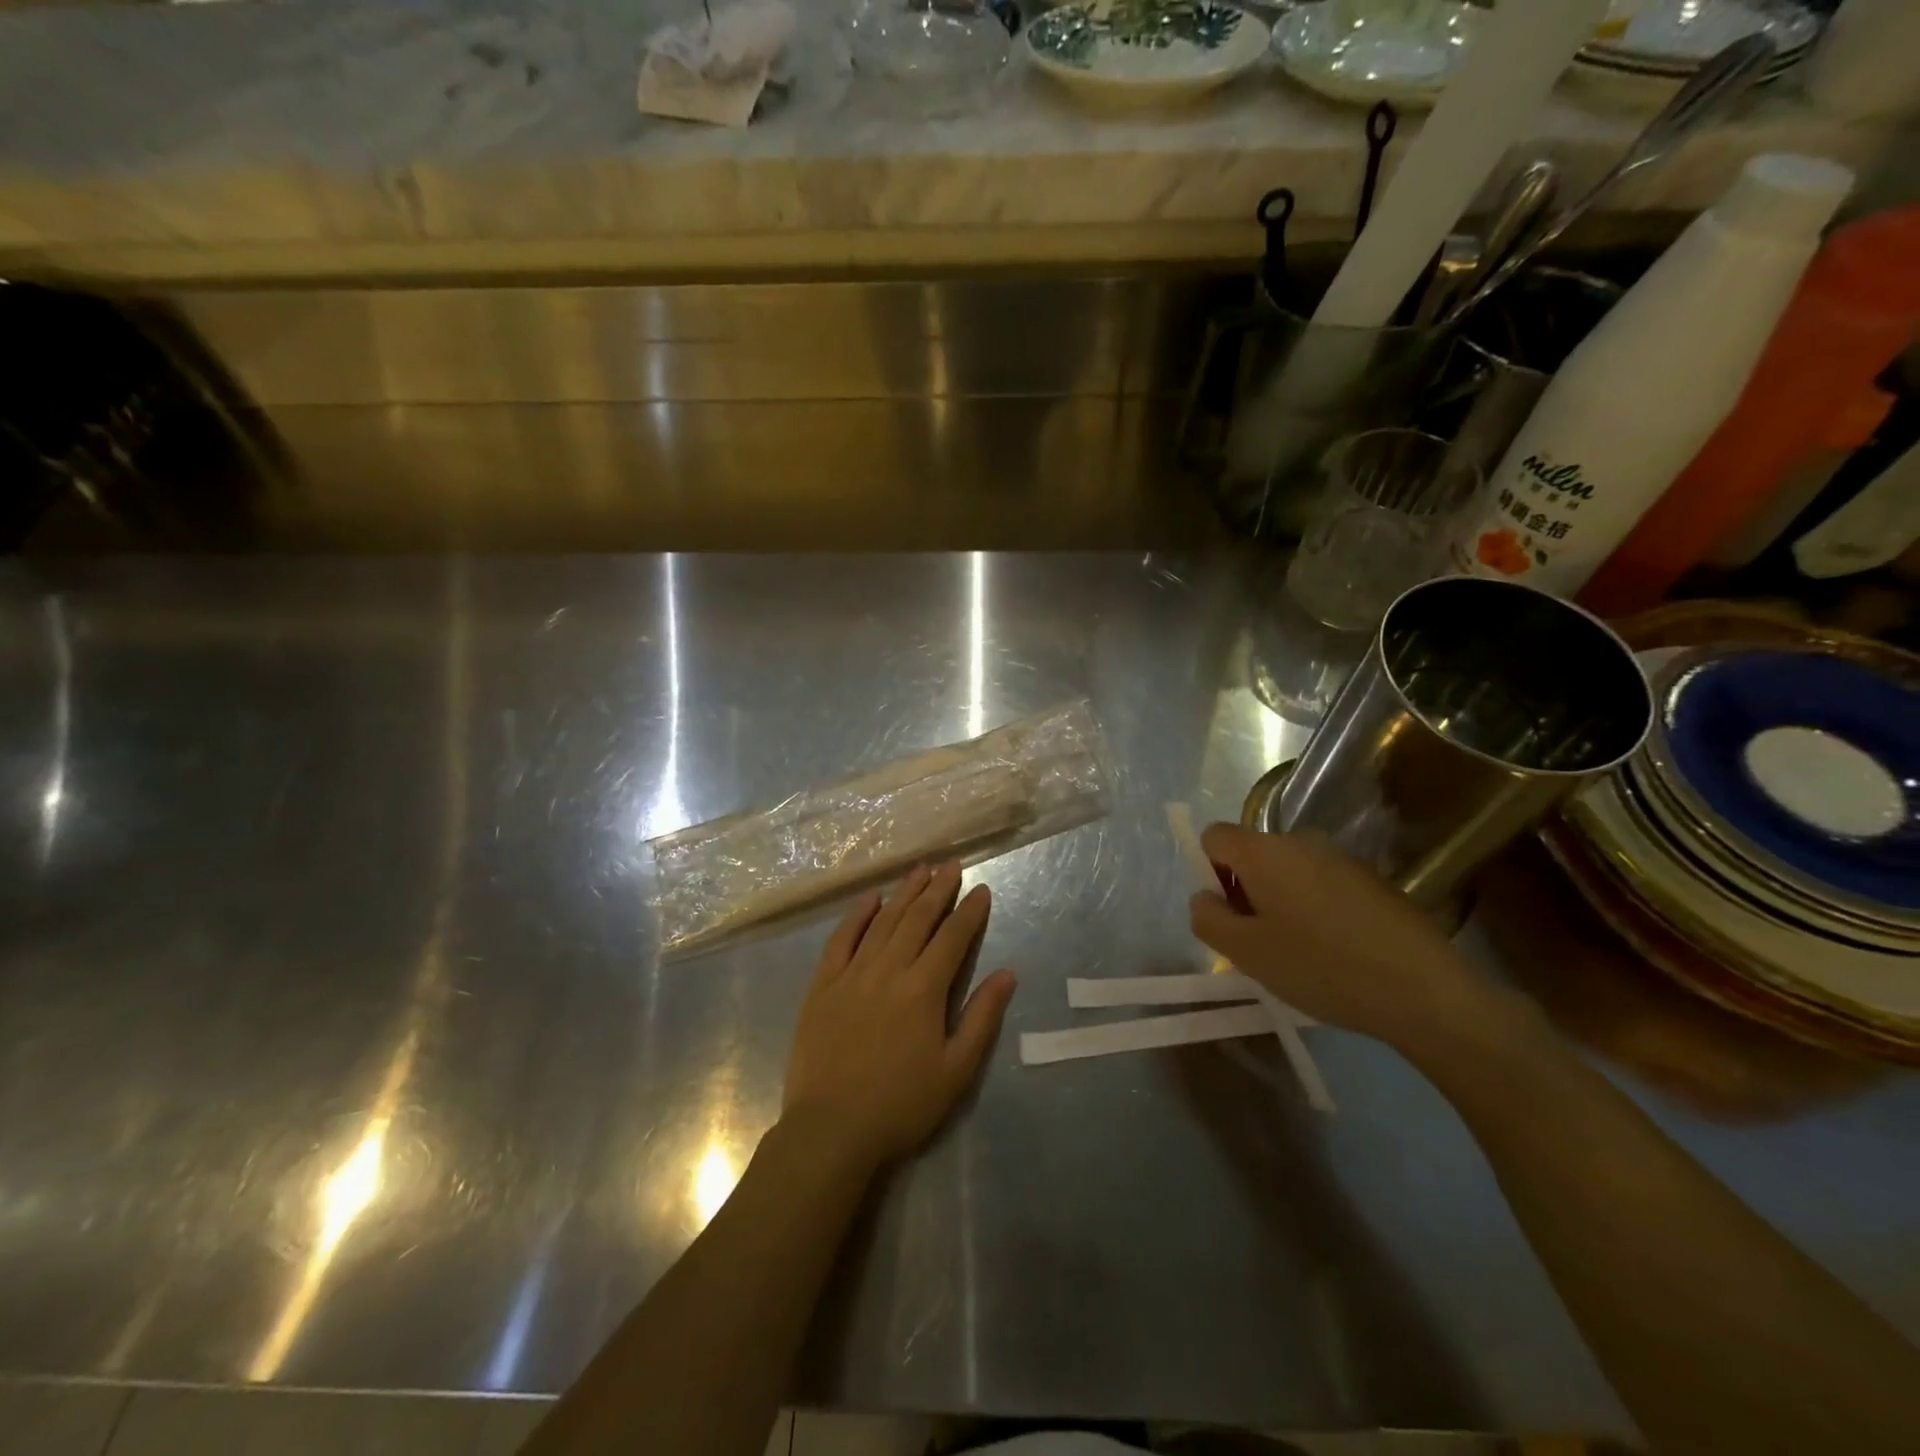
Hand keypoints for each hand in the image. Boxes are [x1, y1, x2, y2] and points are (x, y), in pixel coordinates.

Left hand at [782, 862, 1016, 1172]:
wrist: (830, 1129)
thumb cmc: (901, 1105)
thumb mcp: (956, 1071)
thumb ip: (982, 1018)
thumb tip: (1007, 973)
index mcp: (923, 989)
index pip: (953, 938)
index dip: (970, 912)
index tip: (982, 890)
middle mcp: (889, 969)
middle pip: (918, 919)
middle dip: (939, 890)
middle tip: (952, 866)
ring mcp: (852, 973)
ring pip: (883, 921)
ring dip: (904, 893)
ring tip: (920, 871)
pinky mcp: (823, 984)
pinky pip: (842, 939)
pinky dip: (857, 915)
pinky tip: (871, 899)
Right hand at [1189, 824, 1500, 1055]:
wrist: (1423, 989)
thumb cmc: (1320, 967)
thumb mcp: (1245, 952)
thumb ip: (1207, 917)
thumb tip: (1205, 896)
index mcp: (1263, 851)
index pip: (1213, 837)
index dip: (1210, 872)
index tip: (1232, 914)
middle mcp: (1300, 841)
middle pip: (1252, 854)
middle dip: (1247, 891)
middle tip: (1264, 941)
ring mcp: (1340, 857)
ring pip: (1288, 871)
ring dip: (1282, 901)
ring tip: (1303, 951)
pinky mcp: (1371, 878)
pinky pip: (1322, 884)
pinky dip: (1316, 908)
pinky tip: (1339, 950)